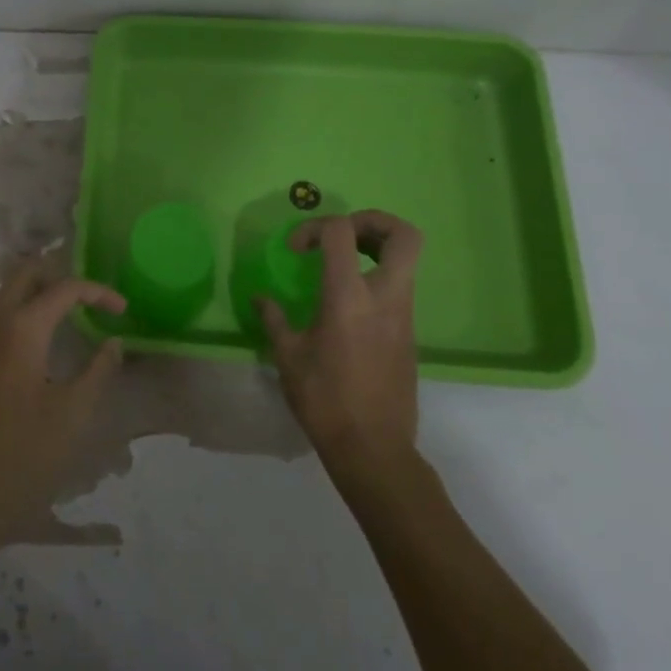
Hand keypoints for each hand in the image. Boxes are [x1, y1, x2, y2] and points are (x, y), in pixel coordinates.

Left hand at [0, 264, 125, 542]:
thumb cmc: (15, 455)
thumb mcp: (70, 417)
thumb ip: (97, 372)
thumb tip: (113, 343)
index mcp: (21, 328)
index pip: (65, 287)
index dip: (98, 292)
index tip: (123, 311)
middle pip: (26, 273)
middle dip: (61, 278)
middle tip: (90, 302)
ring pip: (5, 293)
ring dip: (38, 294)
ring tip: (69, 319)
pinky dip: (19, 315)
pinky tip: (36, 347)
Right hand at [259, 211, 423, 476]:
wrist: (373, 449)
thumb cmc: (325, 400)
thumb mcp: (288, 356)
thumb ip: (274, 319)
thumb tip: (260, 298)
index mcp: (349, 297)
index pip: (341, 232)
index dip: (315, 227)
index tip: (296, 250)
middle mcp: (385, 297)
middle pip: (404, 235)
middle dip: (373, 221)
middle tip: (342, 234)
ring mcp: (404, 315)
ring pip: (407, 260)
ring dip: (375, 248)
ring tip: (340, 262)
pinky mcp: (409, 333)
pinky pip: (400, 287)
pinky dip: (376, 277)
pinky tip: (346, 303)